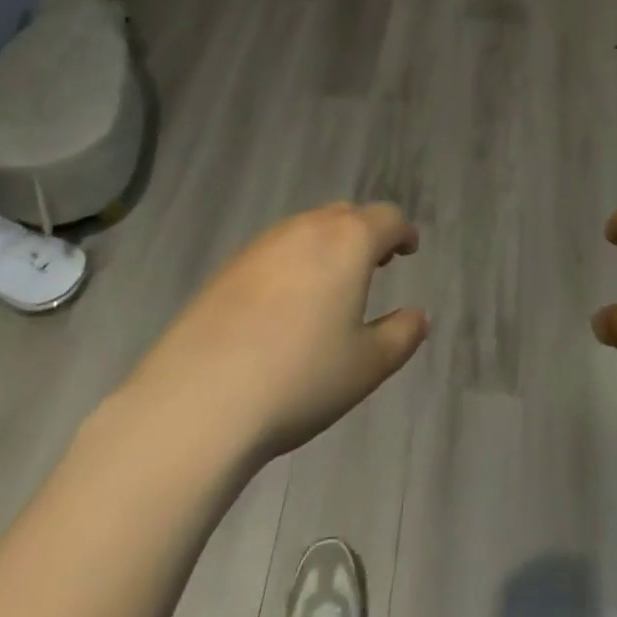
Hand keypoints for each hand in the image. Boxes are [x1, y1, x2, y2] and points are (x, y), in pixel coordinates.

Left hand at [121, 203, 428, 465]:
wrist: (198, 400)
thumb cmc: (299, 378)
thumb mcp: (365, 366)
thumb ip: (401, 335)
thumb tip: (419, 315)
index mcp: (348, 241)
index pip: (387, 218)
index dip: (403, 232)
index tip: (408, 250)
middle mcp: (307, 228)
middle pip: (346, 215)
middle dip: (366, 233)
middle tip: (375, 264)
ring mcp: (263, 244)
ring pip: (307, 229)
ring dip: (328, 245)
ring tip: (331, 284)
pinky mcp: (228, 267)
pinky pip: (275, 250)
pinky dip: (293, 262)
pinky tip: (285, 305)